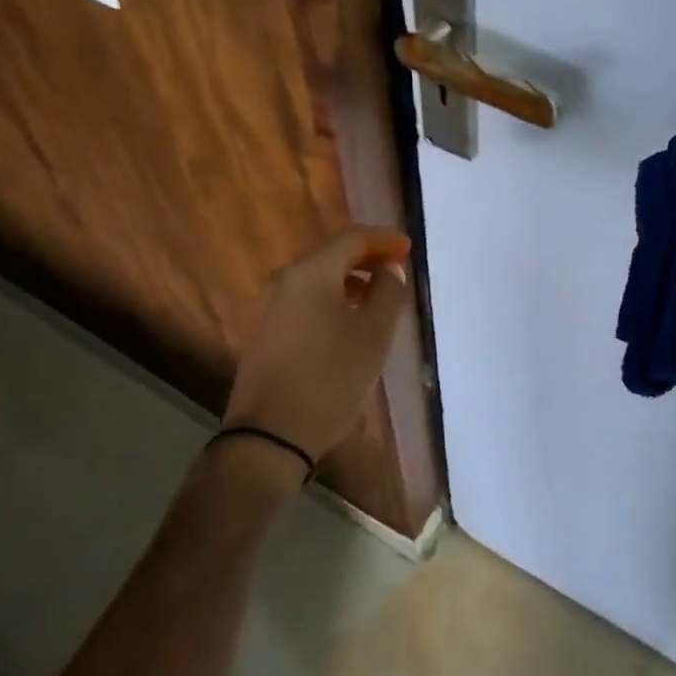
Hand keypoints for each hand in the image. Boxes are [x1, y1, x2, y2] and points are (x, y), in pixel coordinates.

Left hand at [221, 227, 411, 467]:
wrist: (269, 437)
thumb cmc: (330, 379)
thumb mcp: (374, 335)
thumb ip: (388, 293)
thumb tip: (388, 269)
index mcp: (310, 274)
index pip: (352, 239)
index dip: (384, 240)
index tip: (408, 249)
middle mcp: (285, 281)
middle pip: (332, 255)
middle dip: (367, 258)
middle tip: (397, 270)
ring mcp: (271, 307)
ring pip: (318, 279)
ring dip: (351, 281)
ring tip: (379, 299)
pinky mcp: (267, 333)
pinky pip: (306, 300)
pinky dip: (333, 299)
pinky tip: (349, 322)